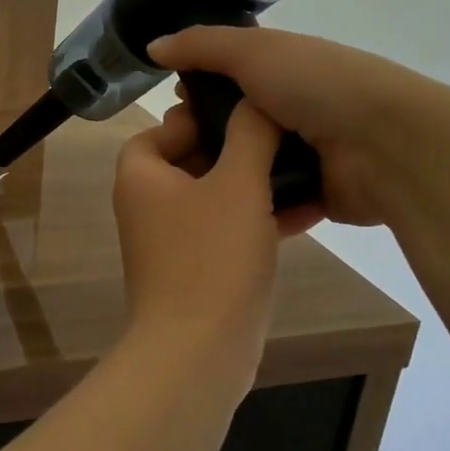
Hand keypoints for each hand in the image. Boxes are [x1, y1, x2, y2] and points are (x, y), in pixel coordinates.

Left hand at [111, 101, 307, 379]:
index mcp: (141, 175)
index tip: (246, 111)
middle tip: (285, 135)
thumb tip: (256, 99)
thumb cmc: (211, 257)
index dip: (201, 116)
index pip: (163, 128)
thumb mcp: (237, 183)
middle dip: (239, 148)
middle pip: (192, 159)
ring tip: (306, 168)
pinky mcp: (196, 269)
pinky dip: (258, 218)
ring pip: (215, 196)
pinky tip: (308, 211)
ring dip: (256, 183)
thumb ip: (249, 135)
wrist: (198, 351)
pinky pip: (227, 230)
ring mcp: (170, 240)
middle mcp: (147, 203)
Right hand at [151, 27, 449, 227]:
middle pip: (232, 124)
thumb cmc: (318, 85)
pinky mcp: (310, 193)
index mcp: (283, 70)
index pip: (228, 77)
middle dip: (201, 135)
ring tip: (184, 185)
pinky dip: (243, 201)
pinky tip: (210, 208)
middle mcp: (291, 109)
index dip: (197, 87)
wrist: (386, 144)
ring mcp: (303, 154)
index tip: (173, 105)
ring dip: (218, 172)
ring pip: (244, 164)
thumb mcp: (254, 51)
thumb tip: (153, 46)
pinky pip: (266, 198)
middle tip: (174, 150)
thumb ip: (201, 46)